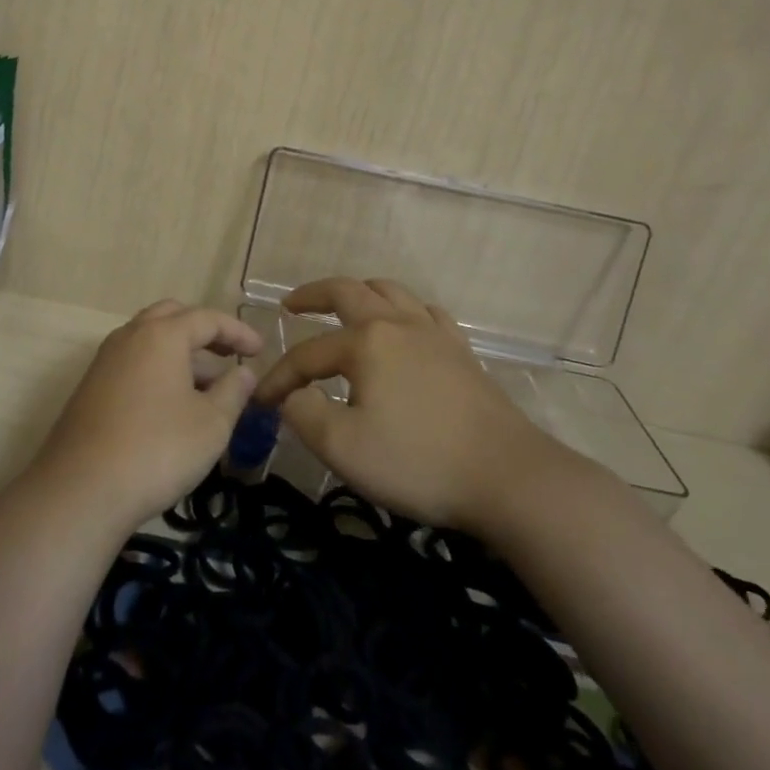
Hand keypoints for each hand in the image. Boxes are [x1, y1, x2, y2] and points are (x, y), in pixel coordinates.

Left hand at [31, 300, 263, 534]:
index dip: (237, 332)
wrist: (81, 490)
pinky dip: (157, 370)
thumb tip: (244, 372)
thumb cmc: (158, 450)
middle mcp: (129, 337)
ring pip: (148, 340)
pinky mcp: (90, 388)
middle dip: (203, 332)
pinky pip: (132, 363)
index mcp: (161, 335)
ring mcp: (104, 361)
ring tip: (207, 387)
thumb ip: (233, 392)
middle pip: (171, 317)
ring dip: (179, 353)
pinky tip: (172, 405)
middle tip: (228, 355)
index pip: (207, 319)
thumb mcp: (211, 424)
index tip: (260, 351)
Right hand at [252, 277, 565, 532]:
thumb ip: (304, 414)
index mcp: (366, 342)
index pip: (307, 354)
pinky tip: (405, 327)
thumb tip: (291, 396)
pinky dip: (405, 311)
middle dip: (313, 295)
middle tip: (292, 305)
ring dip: (360, 293)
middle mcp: (398, 324)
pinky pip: (428, 313)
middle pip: (348, 292)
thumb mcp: (343, 447)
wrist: (508, 477)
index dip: (280, 377)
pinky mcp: (462, 353)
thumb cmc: (419, 461)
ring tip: (344, 306)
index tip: (261, 402)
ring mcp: (435, 334)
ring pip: (391, 292)